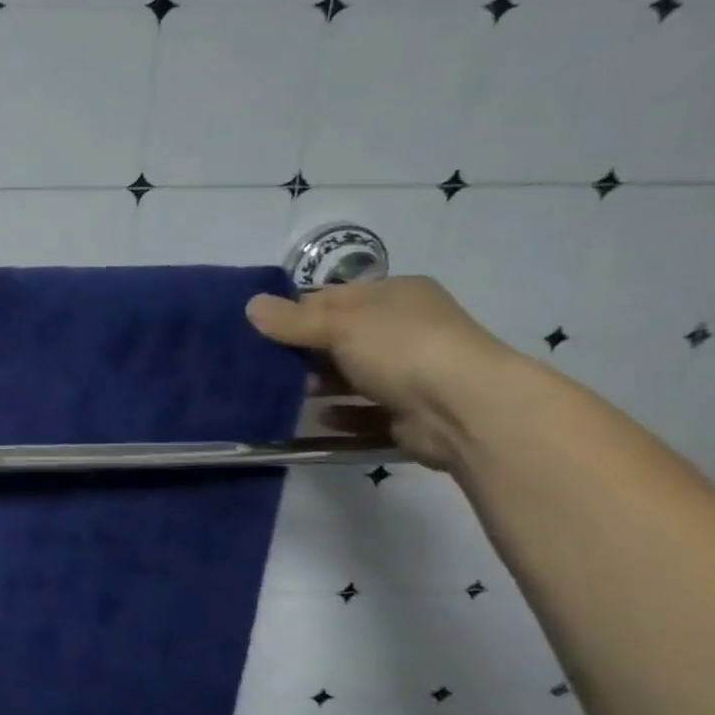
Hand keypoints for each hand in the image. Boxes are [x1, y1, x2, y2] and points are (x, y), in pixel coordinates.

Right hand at [245, 277, 516, 470]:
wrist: (464, 409)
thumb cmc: (401, 349)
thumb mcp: (338, 324)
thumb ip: (291, 319)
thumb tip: (250, 305)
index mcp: (396, 295)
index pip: (335, 297)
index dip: (297, 311)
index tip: (261, 329)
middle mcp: (406, 329)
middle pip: (341, 337)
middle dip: (304, 351)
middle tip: (265, 365)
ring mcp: (411, 371)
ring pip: (352, 375)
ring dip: (320, 385)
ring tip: (285, 394)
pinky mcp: (408, 411)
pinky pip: (364, 412)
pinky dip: (341, 415)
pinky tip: (318, 419)